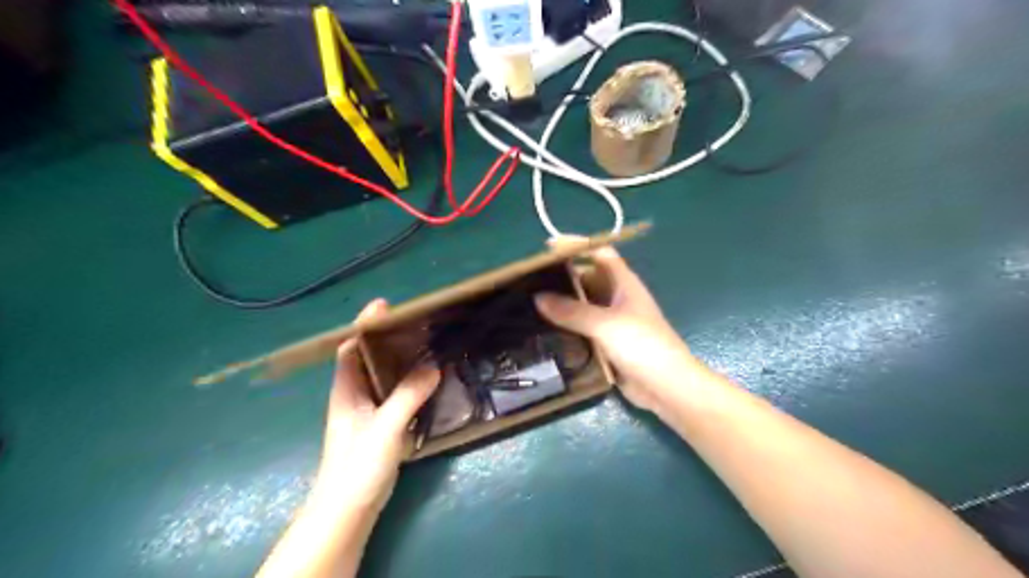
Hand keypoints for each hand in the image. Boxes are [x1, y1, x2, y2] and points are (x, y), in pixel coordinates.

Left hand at [315, 298, 442, 513]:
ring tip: (427, 344)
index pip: (350, 348)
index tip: (386, 307)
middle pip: (370, 358)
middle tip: (418, 323)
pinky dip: (409, 382)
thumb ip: (407, 397)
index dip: (365, 326)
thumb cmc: (357, 467)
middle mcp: (355, 395)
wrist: (348, 510)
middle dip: (389, 338)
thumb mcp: (384, 429)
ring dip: (402, 360)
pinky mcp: (381, 424)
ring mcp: (368, 411)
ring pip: (384, 376)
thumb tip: (433, 366)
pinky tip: (428, 380)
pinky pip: (395, 393)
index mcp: (346, 390)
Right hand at [534, 246, 703, 412]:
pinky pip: (582, 327)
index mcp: (624, 283)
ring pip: (583, 304)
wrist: (666, 386)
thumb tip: (538, 297)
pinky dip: (567, 325)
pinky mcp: (607, 342)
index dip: (577, 245)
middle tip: (531, 278)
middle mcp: (617, 297)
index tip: (548, 246)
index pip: (599, 253)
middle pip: (587, 278)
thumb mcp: (605, 324)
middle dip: (563, 275)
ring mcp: (613, 321)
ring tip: (531, 301)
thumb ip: (571, 311)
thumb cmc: (642, 345)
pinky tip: (545, 328)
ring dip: (562, 302)